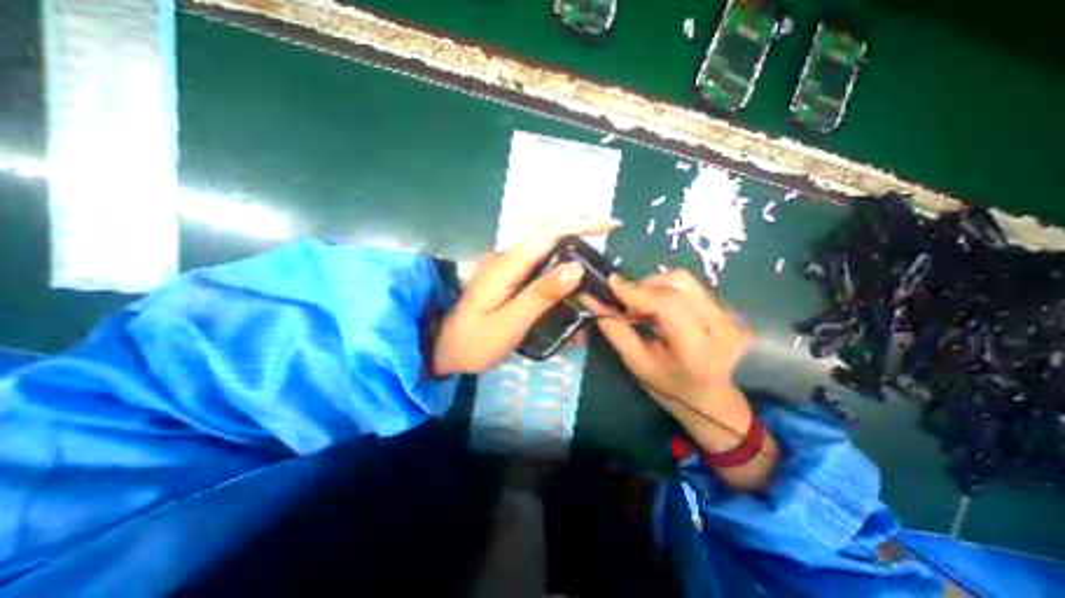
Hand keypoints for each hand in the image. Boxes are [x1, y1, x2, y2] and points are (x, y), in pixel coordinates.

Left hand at [432, 220, 621, 376]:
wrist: (443, 351)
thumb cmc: (474, 343)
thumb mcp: (510, 323)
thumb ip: (541, 295)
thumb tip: (576, 267)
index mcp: (507, 265)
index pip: (548, 231)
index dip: (580, 223)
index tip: (610, 225)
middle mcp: (506, 258)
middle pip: (548, 236)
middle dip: (579, 235)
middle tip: (606, 251)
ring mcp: (505, 268)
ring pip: (544, 252)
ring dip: (570, 256)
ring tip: (591, 276)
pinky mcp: (507, 279)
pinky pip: (537, 268)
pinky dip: (557, 273)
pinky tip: (567, 290)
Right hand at [587, 271, 780, 490]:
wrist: (712, 399)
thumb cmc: (670, 388)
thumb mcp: (638, 365)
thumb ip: (617, 333)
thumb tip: (594, 302)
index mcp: (698, 349)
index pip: (669, 305)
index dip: (637, 291)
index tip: (611, 284)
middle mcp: (722, 326)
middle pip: (680, 283)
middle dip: (645, 285)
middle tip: (626, 300)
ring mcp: (730, 316)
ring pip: (685, 281)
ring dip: (654, 286)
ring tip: (641, 304)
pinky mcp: (728, 309)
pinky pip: (690, 288)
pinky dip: (666, 290)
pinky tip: (658, 307)